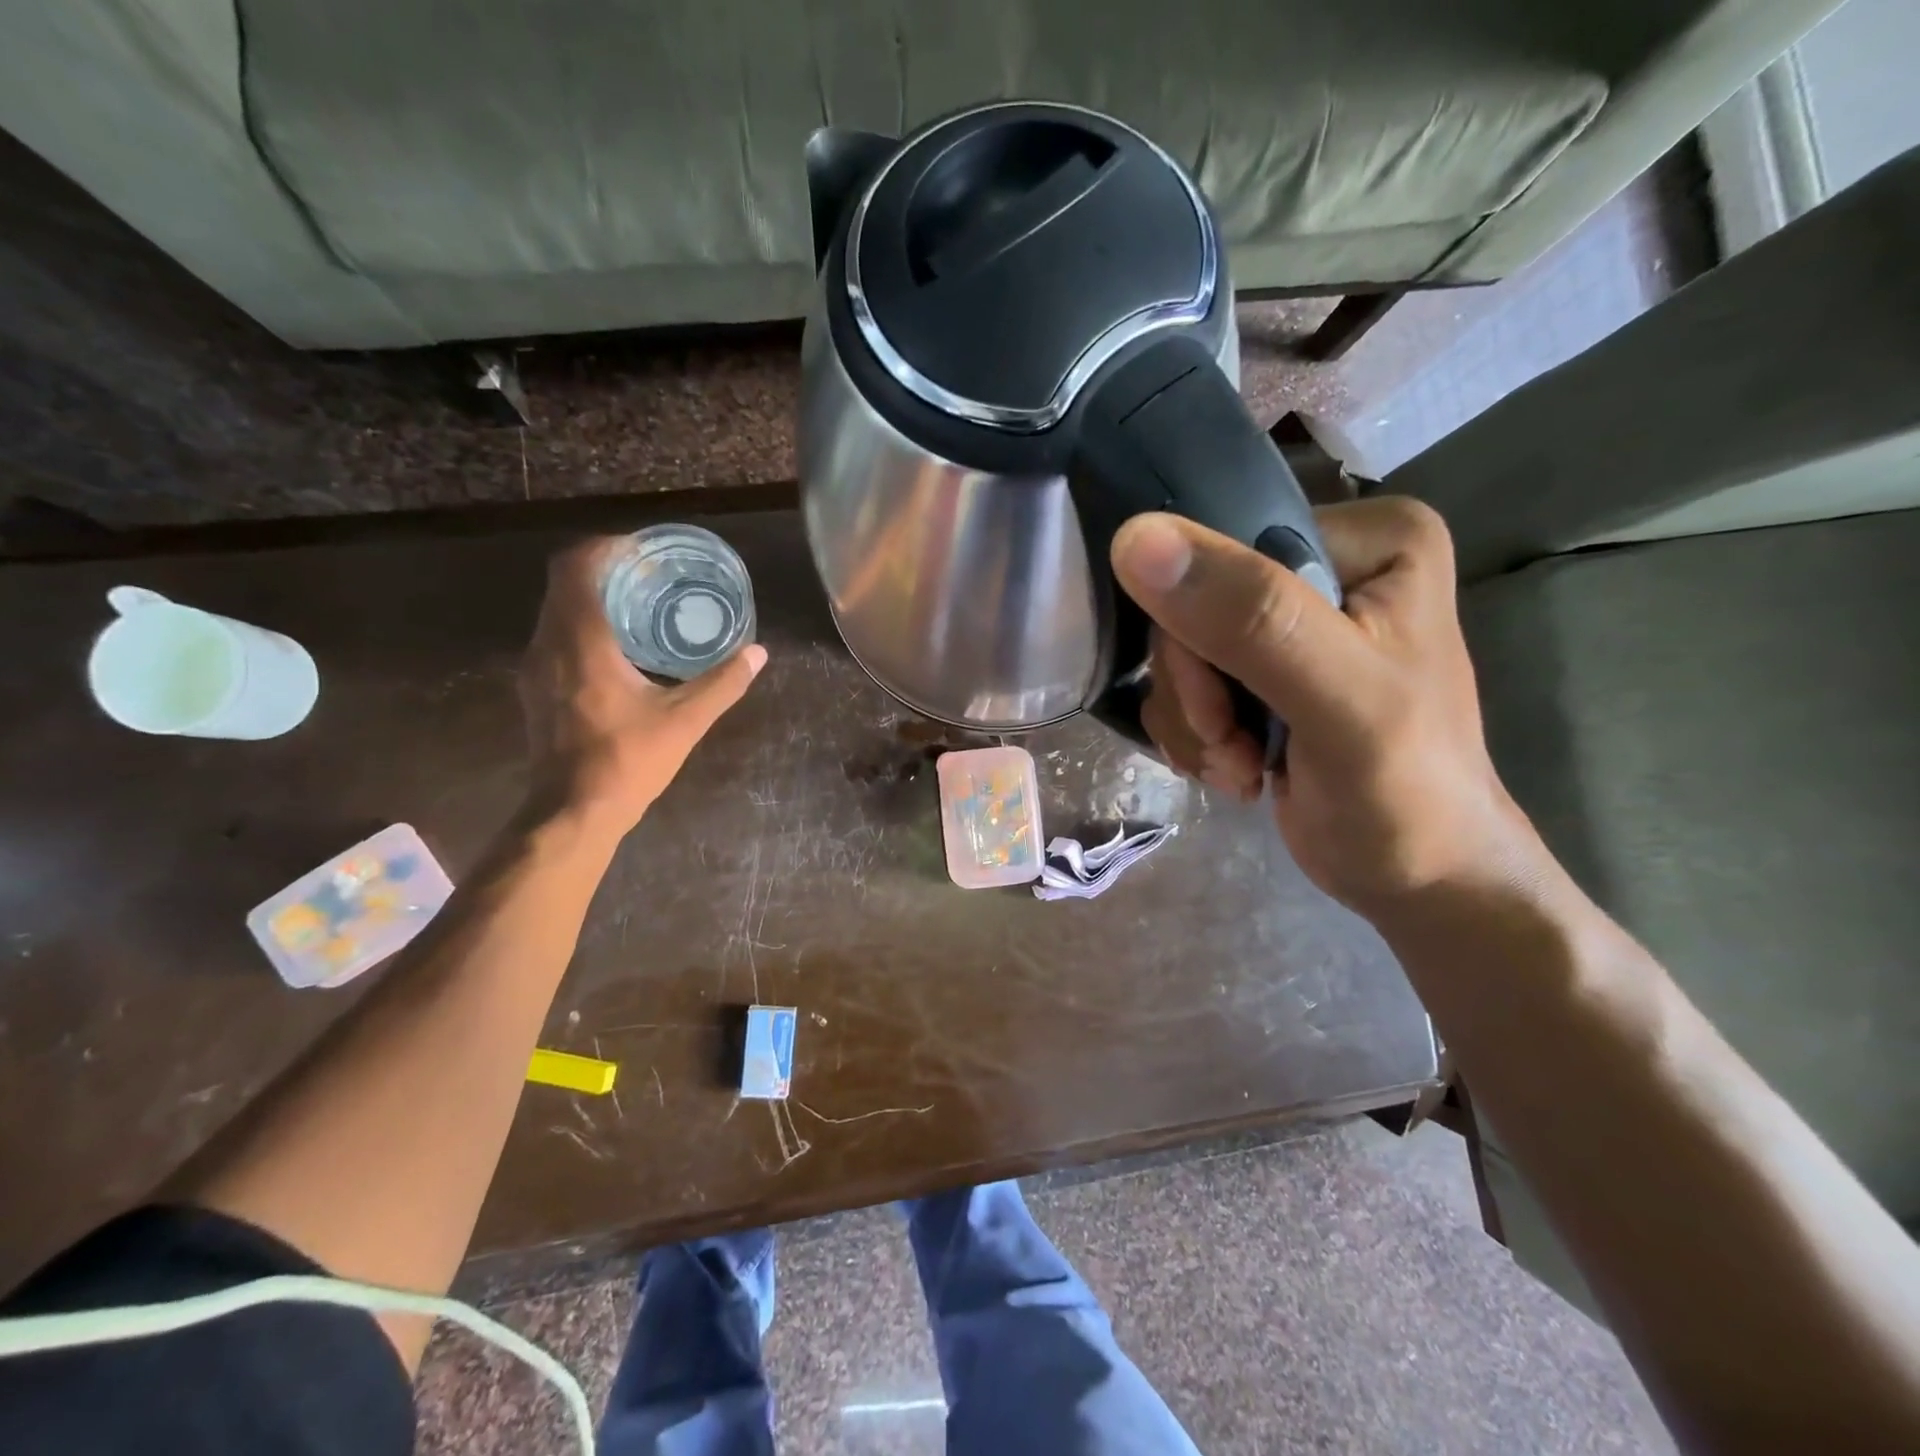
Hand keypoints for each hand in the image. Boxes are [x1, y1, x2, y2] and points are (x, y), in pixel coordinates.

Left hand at [519, 538, 764, 837]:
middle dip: (602, 568)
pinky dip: (581, 623)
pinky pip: (553, 634)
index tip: (641, 549)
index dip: (605, 547)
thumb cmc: (627, 761)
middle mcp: (548, 644)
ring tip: (636, 604)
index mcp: (582, 642)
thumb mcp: (684, 721)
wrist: (573, 811)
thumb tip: (758, 653)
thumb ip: (722, 683)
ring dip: (590, 596)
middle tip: (647, 574)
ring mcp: (535, 667)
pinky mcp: (534, 688)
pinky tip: (616, 646)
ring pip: (555, 609)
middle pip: (563, 583)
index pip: (576, 568)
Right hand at [1110, 497, 1542, 916]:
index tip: (1224, 706)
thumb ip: (1248, 617)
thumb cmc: (1403, 790)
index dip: (1199, 629)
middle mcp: (1328, 565)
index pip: (1227, 548)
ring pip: (1180, 649)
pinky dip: (1197, 734)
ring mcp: (1292, 621)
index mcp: (1372, 538)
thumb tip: (1134, 537)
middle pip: (1194, 604)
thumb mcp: (1336, 699)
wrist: (1418, 876)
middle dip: (1199, 691)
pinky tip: (1237, 767)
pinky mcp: (1263, 671)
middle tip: (1233, 744)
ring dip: (1195, 721)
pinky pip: (1185, 682)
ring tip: (1241, 764)